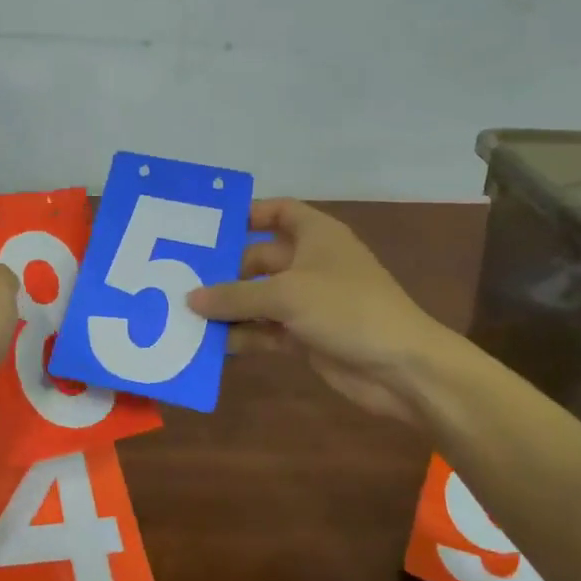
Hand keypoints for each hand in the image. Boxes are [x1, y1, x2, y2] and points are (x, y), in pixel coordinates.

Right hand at [188, 199, 477, 424]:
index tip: (209, 226)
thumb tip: (191, 298)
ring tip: (184, 314)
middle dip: (224, 270)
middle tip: (179, 278)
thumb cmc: (347, 309)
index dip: (247, 213)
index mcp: (315, 235)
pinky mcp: (305, 335)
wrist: (402, 368)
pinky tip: (211, 344)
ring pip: (259, 298)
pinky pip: (265, 330)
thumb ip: (236, 295)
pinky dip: (243, 335)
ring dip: (229, 307)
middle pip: (258, 258)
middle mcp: (309, 263)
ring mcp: (308, 301)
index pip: (278, 212)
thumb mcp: (286, 295)